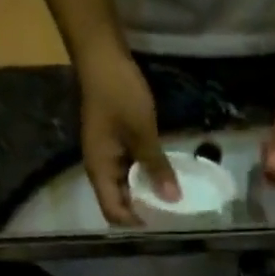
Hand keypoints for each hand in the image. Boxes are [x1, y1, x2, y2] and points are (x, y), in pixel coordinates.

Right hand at [77, 46, 176, 226]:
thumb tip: (174, 200)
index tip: (160, 223)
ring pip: (126, 188)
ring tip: (170, 199)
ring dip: (146, 194)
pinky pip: (130, 170)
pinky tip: (163, 176)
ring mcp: (107, 156)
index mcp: (100, 171)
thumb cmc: (119, 92)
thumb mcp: (143, 132)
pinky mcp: (115, 144)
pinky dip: (145, 177)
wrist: (101, 52)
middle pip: (119, 204)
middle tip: (170, 215)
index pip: (114, 213)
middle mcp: (100, 169)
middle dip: (143, 211)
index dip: (135, 222)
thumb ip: (157, 167)